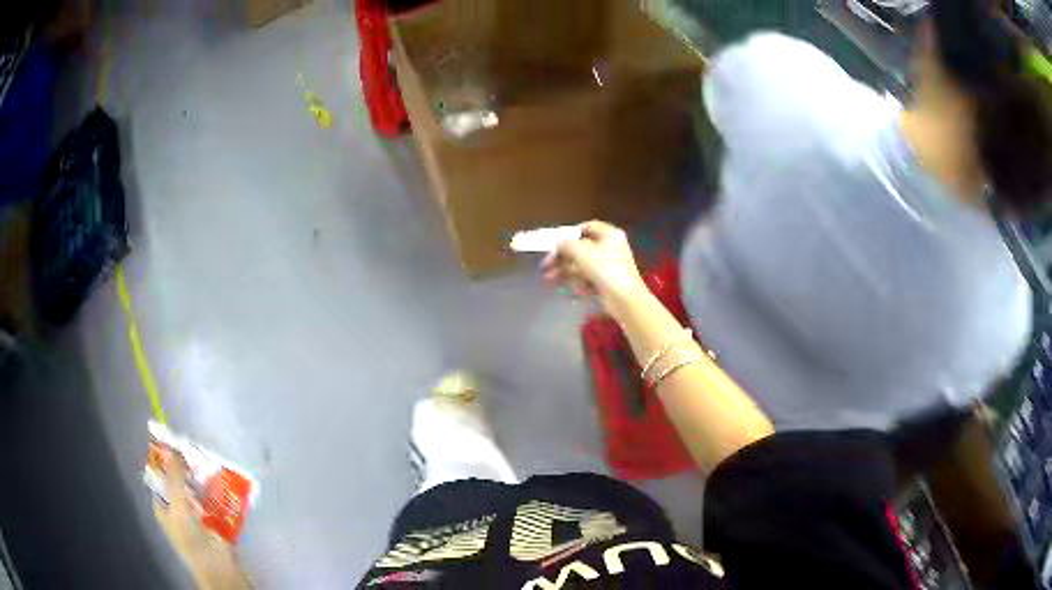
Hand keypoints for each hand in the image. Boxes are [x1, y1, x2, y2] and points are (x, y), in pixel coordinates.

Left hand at [154, 449, 250, 588]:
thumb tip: (169, 447)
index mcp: (163, 506)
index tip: (173, 445)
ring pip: (197, 491)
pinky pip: (214, 501)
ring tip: (209, 461)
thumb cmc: (191, 536)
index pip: (160, 478)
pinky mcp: (214, 521)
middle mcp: (177, 509)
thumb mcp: (178, 504)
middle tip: (193, 451)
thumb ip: (174, 477)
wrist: (218, 566)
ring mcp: (196, 516)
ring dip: (203, 479)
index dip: (165, 462)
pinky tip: (223, 480)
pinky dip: (217, 491)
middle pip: (179, 482)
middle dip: (186, 469)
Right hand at [540, 221, 649, 318]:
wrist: (624, 300)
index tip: (555, 242)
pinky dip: (578, 283)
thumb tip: (558, 244)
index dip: (570, 233)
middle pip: (581, 248)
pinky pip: (588, 279)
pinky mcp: (607, 283)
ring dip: (565, 271)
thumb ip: (566, 244)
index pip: (587, 227)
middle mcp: (610, 248)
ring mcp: (609, 266)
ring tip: (550, 279)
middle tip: (546, 265)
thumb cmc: (604, 269)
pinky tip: (571, 290)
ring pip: (582, 265)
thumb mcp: (581, 252)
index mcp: (609, 235)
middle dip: (562, 257)